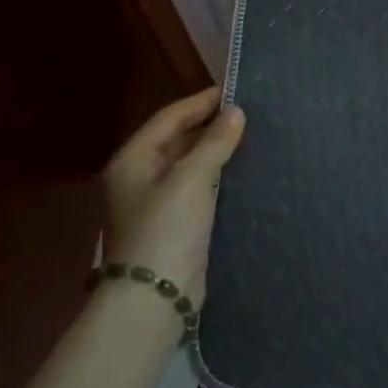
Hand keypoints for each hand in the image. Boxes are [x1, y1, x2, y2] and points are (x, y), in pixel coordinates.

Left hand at [102, 89, 244, 305]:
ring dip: (218, 150)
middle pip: (179, 140)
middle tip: (250, 114)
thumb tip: (237, 112)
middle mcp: (141, 177)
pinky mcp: (178, 223)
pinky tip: (245, 170)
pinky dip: (220, 175)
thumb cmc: (166, 229)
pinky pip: (201, 187)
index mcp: (133, 160)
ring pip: (191, 164)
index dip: (201, 102)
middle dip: (211, 126)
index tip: (236, 92)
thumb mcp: (191, 179)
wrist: (156, 296)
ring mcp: (159, 202)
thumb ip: (215, 142)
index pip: (169, 118)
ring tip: (253, 137)